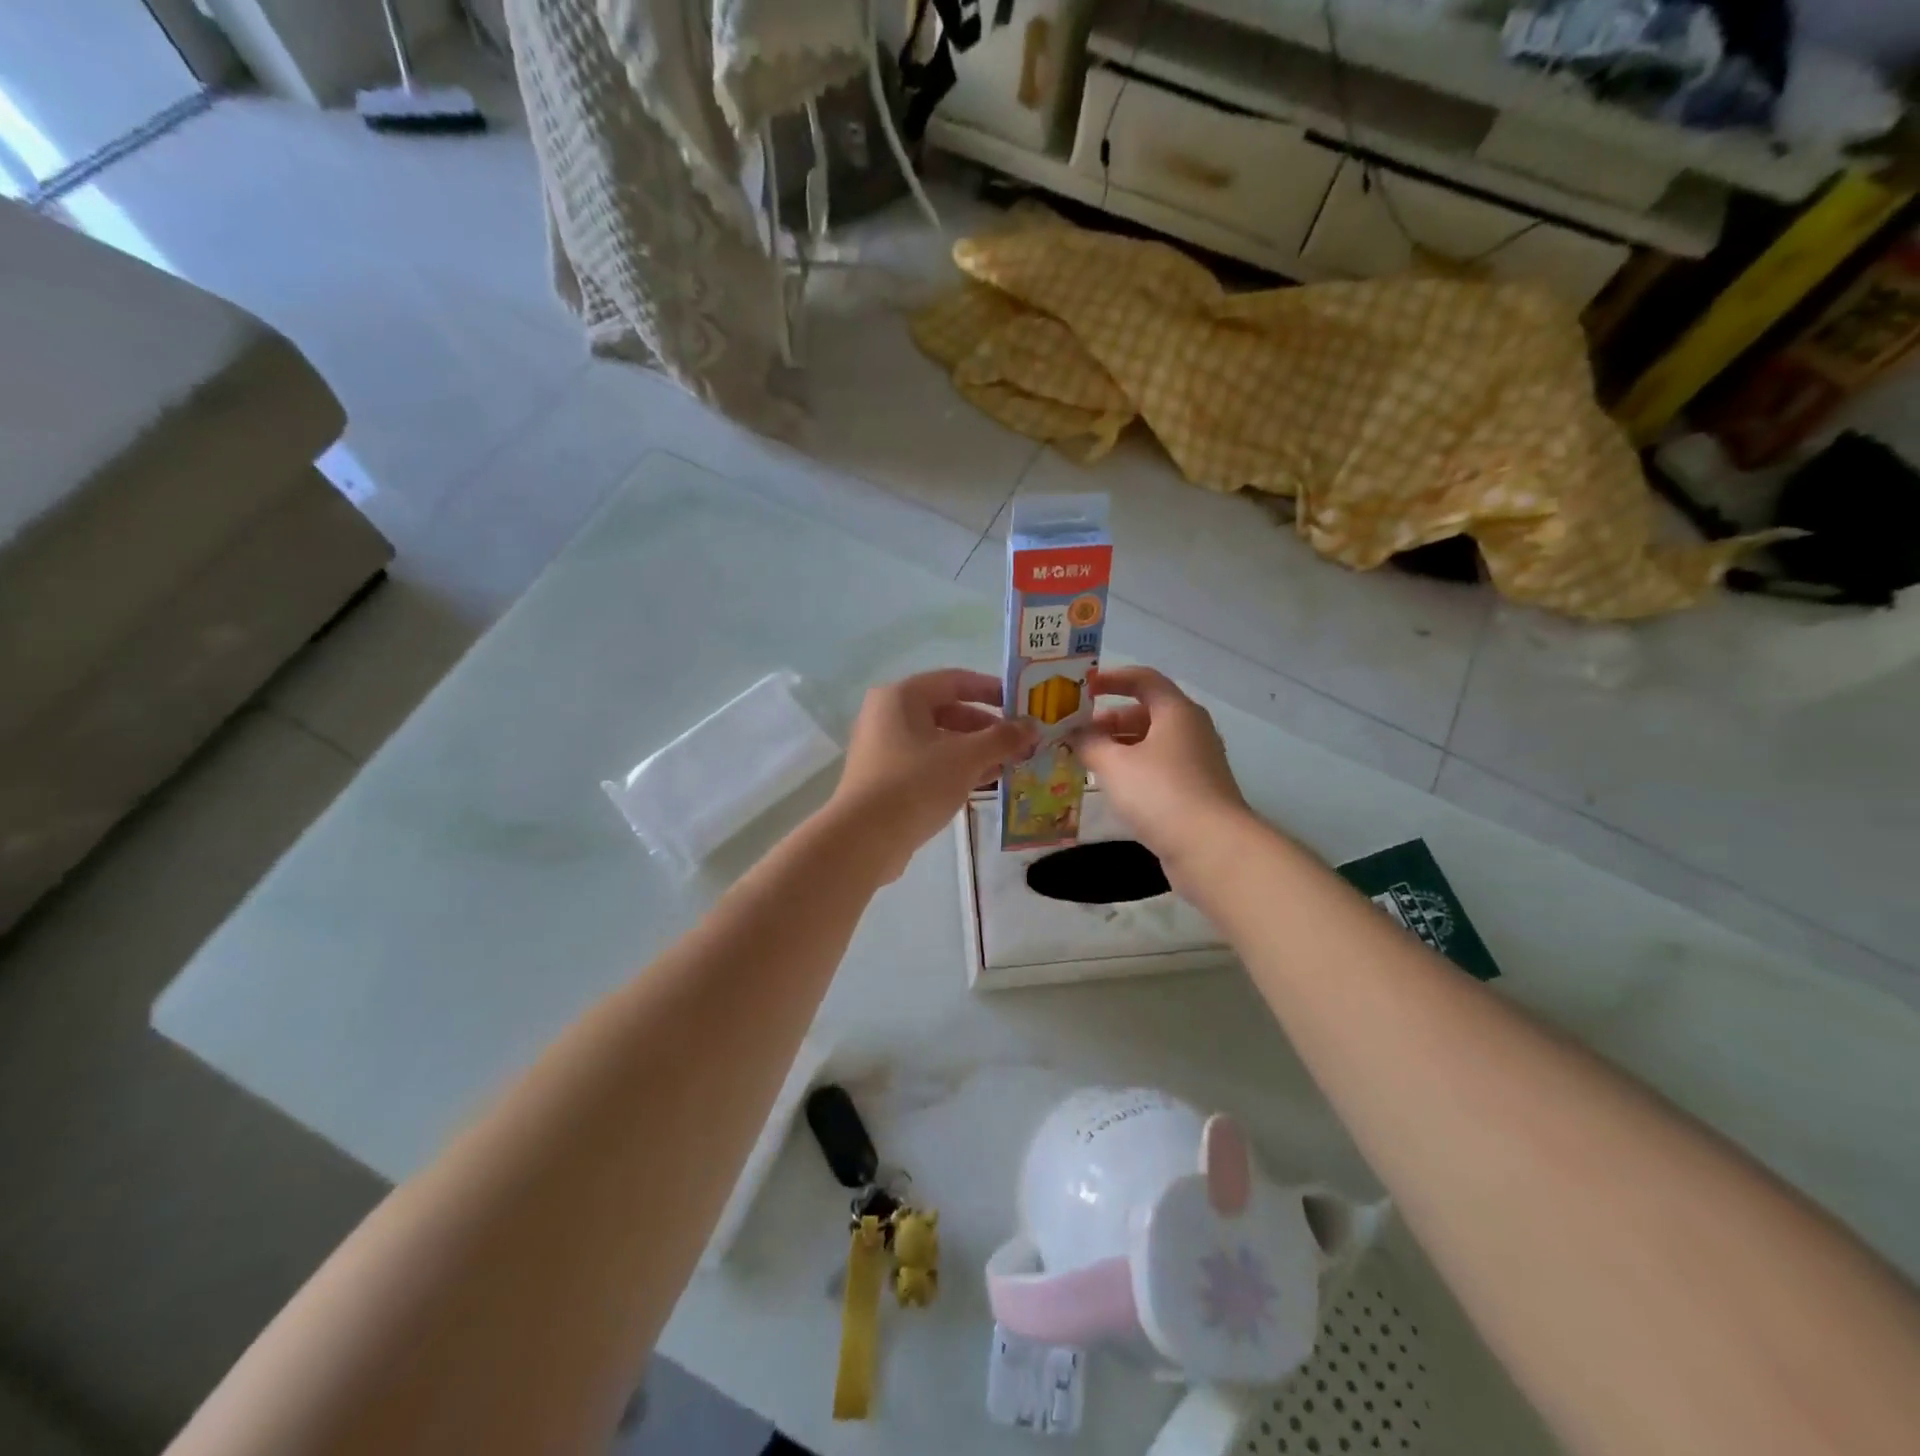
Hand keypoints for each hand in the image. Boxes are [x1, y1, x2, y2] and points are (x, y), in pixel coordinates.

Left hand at [827, 669, 1036, 881]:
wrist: (864, 838)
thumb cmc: (916, 783)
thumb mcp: (966, 758)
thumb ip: (1002, 738)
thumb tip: (1033, 726)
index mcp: (902, 697)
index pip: (955, 680)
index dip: (992, 690)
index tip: (1022, 706)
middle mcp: (888, 715)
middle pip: (947, 711)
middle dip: (986, 727)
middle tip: (1020, 742)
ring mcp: (883, 748)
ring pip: (939, 740)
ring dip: (975, 750)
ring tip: (1010, 765)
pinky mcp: (885, 778)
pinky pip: (927, 762)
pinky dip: (955, 768)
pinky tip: (983, 783)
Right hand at [1071, 666, 1251, 882]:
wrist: (1212, 848)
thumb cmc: (1161, 793)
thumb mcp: (1115, 765)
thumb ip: (1090, 744)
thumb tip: (1075, 734)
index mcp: (1177, 711)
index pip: (1143, 679)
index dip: (1111, 679)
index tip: (1081, 688)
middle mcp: (1191, 730)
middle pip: (1146, 712)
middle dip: (1109, 721)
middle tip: (1076, 735)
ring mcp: (1197, 761)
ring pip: (1151, 743)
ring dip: (1119, 747)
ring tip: (1087, 762)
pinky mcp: (1196, 790)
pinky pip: (1159, 767)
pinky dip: (1134, 769)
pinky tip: (1112, 787)